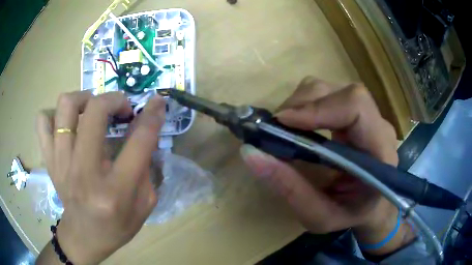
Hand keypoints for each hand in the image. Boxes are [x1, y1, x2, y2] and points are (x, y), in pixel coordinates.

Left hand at [36, 91, 165, 263]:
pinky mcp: (49, 161)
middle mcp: (84, 172)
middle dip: (115, 99)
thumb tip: (145, 127)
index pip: (138, 141)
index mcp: (115, 190)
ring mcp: (61, 164)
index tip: (157, 103)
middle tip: (121, 109)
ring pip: (66, 106)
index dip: (152, 115)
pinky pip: (42, 121)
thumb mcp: (144, 203)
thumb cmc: (117, 226)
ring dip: (84, 99)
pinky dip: (54, 115)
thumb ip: (146, 165)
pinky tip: (66, 125)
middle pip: (95, 111)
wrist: (84, 238)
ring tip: (92, 110)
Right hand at [240, 77, 413, 254]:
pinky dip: (306, 104)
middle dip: (303, 104)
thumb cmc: (351, 215)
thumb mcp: (319, 216)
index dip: (318, 107)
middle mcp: (379, 126)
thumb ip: (289, 189)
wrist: (372, 207)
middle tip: (276, 128)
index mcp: (380, 153)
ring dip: (302, 102)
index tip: (282, 122)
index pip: (356, 107)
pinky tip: (298, 124)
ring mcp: (370, 116)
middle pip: (343, 92)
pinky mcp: (357, 113)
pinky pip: (329, 95)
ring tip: (284, 127)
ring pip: (333, 89)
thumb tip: (250, 153)